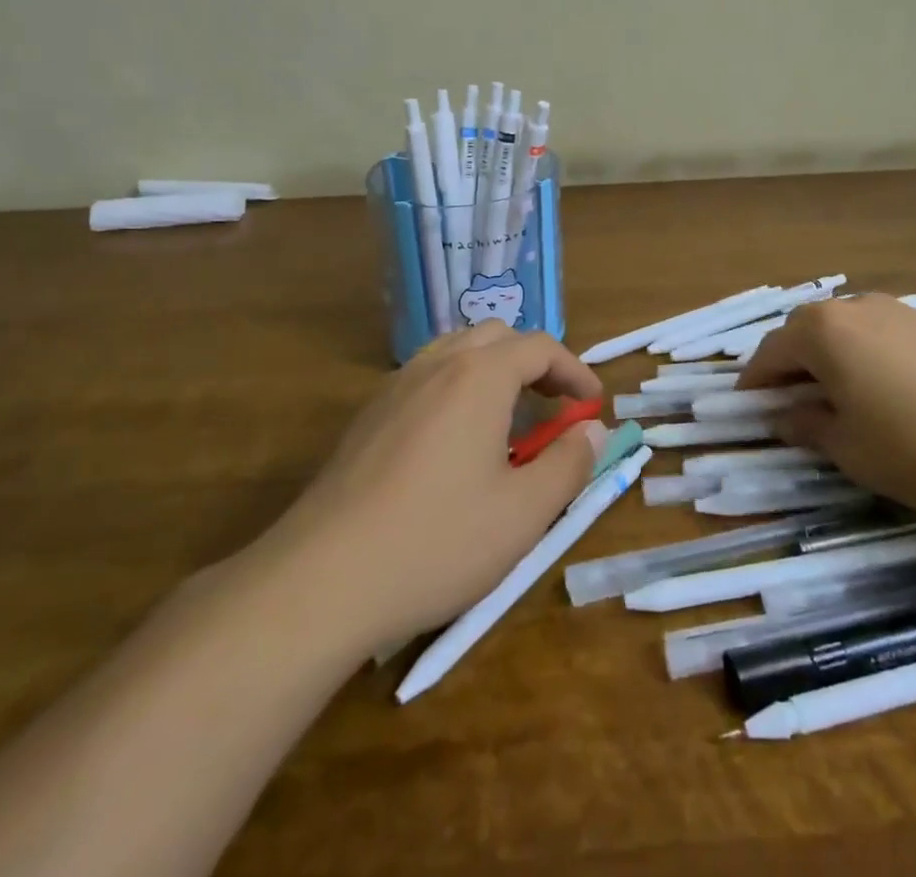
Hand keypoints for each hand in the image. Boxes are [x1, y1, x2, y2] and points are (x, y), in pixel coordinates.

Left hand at [243, 322, 608, 651]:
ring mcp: (395, 386)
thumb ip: (568, 464)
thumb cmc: (437, 541)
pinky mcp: (368, 415)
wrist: (322, 578)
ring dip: (493, 372)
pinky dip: (456, 388)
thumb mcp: (523, 513)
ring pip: (456, 352)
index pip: (540, 347)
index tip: (592, 404)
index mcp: (479, 376)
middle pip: (496, 337)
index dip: (574, 370)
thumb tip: (593, 430)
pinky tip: (454, 443)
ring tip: (507, 421)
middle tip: (553, 408)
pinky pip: (425, 377)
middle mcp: (436, 365)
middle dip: (533, 363)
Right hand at [740, 294, 915, 528]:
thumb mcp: (850, 449)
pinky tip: (883, 396)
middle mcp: (856, 307)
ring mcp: (900, 313)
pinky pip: (880, 339)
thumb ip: (807, 426)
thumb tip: (784, 415)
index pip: (770, 352)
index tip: (745, 410)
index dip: (754, 383)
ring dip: (828, 362)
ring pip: (845, 333)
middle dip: (789, 368)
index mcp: (823, 330)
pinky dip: (864, 361)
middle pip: (805, 334)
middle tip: (786, 407)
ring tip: (834, 403)